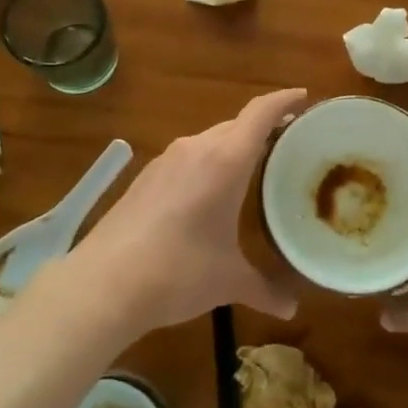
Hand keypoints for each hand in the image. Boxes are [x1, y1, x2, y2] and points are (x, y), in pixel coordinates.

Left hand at [69, 88, 305, 335]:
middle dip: (263, 127)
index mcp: (226, 160)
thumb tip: (291, 309)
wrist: (103, 284)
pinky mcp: (145, 176)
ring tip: (251, 167)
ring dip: (232, 146)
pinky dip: (207, 163)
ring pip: (209, 140)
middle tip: (287, 142)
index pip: (260, 113)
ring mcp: (166, 160)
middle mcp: (196, 148)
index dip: (284, 100)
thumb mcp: (228, 281)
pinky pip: (187, 157)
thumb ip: (265, 289)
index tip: (304, 98)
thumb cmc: (178, 272)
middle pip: (236, 124)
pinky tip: (208, 192)